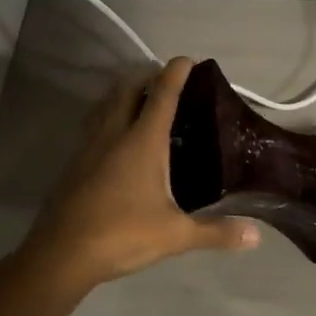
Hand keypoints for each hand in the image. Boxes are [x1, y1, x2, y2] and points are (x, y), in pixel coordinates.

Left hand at [17, 57, 259, 286]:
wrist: (60, 255)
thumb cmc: (122, 235)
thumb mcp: (175, 235)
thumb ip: (216, 231)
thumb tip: (256, 236)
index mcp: (142, 141)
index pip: (162, 95)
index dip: (176, 73)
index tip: (188, 60)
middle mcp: (114, 134)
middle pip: (127, 89)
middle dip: (146, 77)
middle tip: (166, 81)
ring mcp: (88, 148)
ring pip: (105, 105)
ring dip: (123, 95)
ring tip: (141, 102)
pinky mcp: (73, 164)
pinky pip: (93, 127)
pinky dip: (108, 118)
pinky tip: (116, 140)